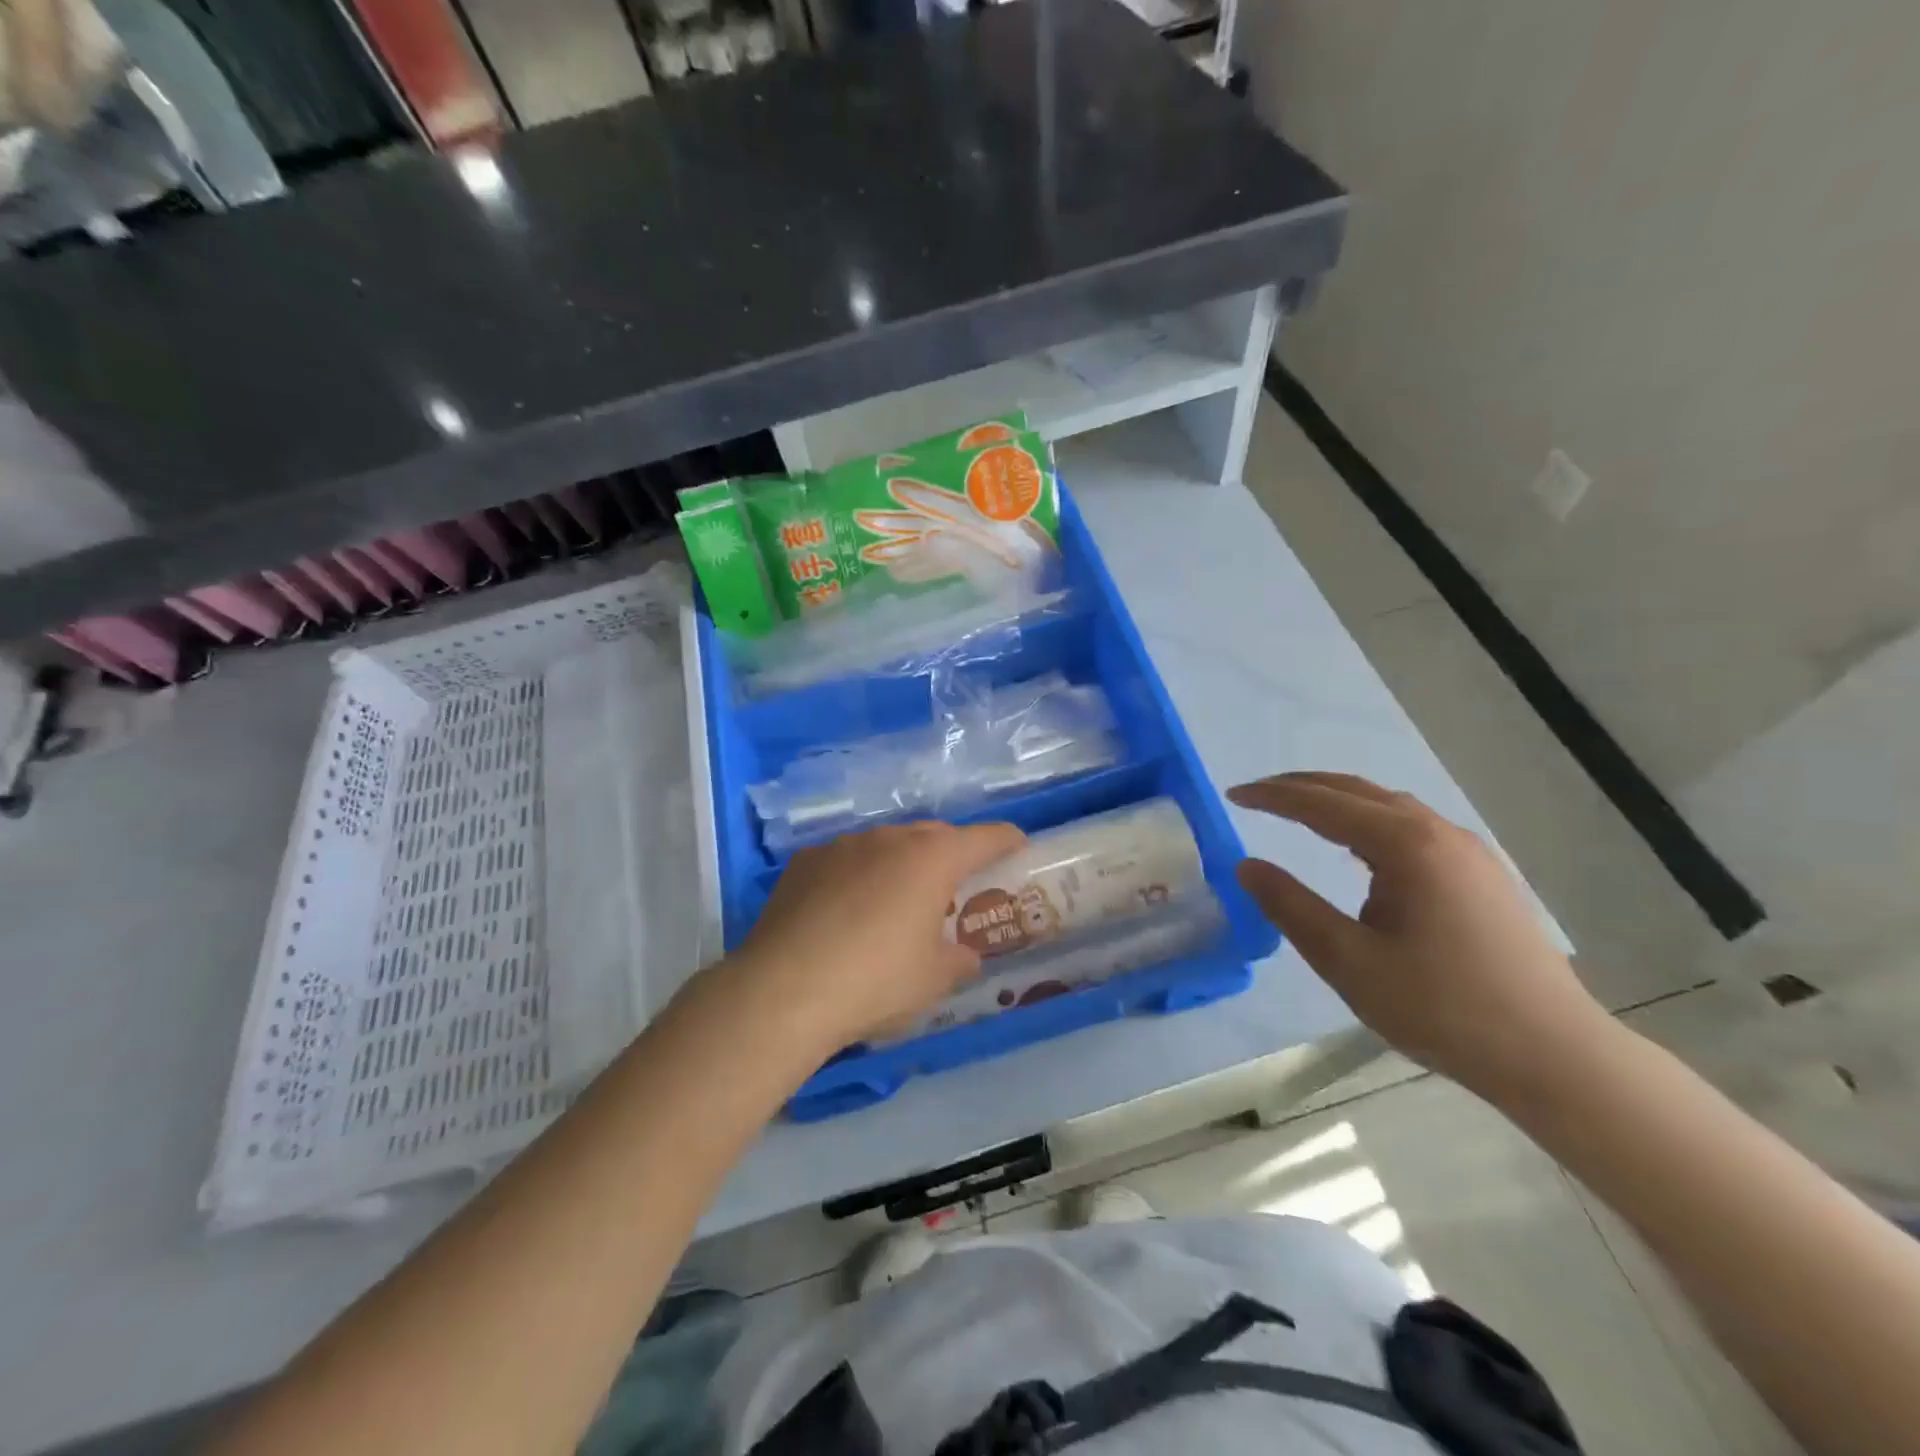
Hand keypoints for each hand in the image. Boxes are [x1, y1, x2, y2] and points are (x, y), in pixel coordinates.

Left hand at [716, 820, 1025, 1053]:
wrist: (785, 990)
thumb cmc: (876, 981)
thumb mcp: (933, 980)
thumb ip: (959, 960)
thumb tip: (964, 955)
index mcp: (931, 859)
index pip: (984, 837)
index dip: (1006, 840)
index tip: (1018, 846)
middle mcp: (889, 839)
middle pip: (933, 835)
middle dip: (950, 854)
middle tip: (954, 886)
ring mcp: (842, 846)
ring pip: (886, 844)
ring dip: (900, 864)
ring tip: (895, 901)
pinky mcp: (804, 862)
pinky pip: (845, 860)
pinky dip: (857, 876)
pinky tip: (845, 911)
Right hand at [1228, 771, 1616, 1105]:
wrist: (1555, 1055)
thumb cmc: (1443, 1008)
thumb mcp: (1349, 962)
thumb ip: (1291, 907)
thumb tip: (1246, 865)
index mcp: (1405, 846)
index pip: (1322, 804)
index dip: (1273, 797)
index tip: (1233, 796)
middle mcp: (1438, 833)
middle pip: (1357, 791)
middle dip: (1301, 787)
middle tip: (1256, 795)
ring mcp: (1467, 851)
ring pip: (1388, 805)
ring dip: (1337, 801)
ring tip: (1297, 812)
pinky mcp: (1482, 873)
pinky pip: (1412, 826)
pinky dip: (1368, 820)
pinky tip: (1358, 848)